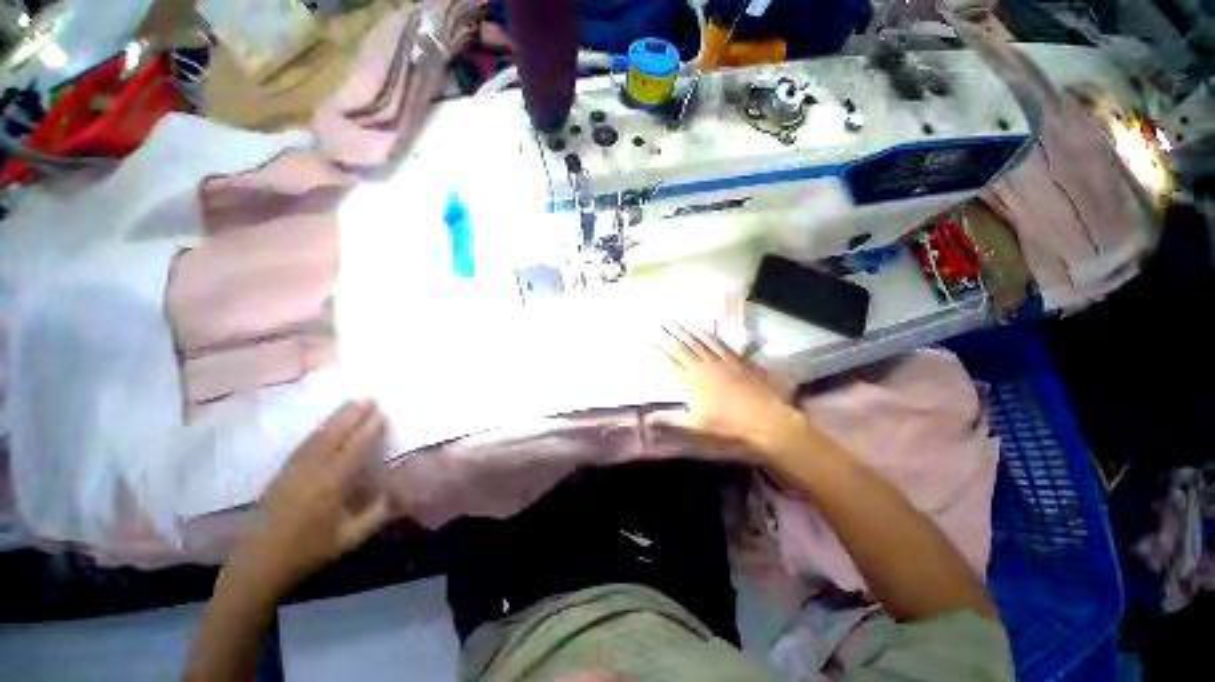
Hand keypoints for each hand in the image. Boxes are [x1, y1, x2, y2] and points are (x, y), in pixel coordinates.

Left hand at [230, 401, 389, 592]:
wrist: (258, 565)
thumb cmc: (307, 552)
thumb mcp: (349, 539)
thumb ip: (377, 514)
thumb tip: (398, 492)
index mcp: (330, 485)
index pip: (353, 449)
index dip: (368, 429)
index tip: (381, 413)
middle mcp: (310, 471)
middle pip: (333, 435)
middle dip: (352, 415)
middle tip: (369, 398)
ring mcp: (292, 471)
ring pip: (317, 437)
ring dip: (335, 418)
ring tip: (351, 403)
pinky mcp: (280, 474)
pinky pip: (303, 445)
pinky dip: (318, 430)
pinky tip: (325, 425)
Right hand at [654, 325, 810, 459]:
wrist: (766, 418)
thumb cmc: (728, 424)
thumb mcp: (695, 425)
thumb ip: (670, 419)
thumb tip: (645, 419)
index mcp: (693, 380)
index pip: (673, 360)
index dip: (662, 348)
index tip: (653, 338)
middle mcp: (705, 365)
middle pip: (685, 346)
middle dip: (672, 334)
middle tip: (662, 322)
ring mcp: (722, 361)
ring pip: (700, 342)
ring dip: (687, 332)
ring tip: (677, 322)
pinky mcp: (737, 360)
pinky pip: (720, 344)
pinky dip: (710, 336)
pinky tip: (704, 331)